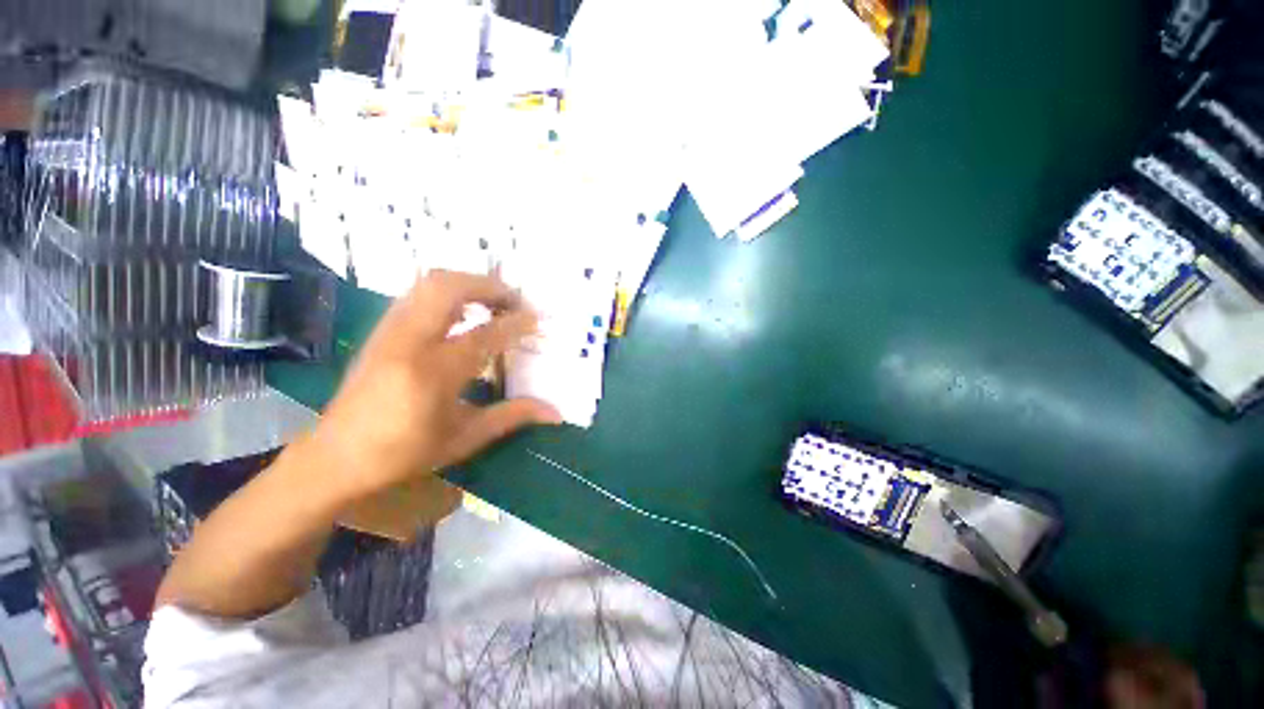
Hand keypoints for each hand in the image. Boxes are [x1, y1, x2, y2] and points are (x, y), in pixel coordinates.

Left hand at [302, 270, 561, 501]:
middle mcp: (409, 342)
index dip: (516, 323)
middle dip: (490, 287)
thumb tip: (556, 412)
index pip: (485, 334)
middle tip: (515, 301)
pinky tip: (461, 312)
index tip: (537, 319)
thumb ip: (512, 417)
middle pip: (450, 288)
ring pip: (429, 284)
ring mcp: (390, 331)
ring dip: (468, 283)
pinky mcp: (380, 331)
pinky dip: (446, 292)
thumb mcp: (464, 439)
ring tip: (492, 301)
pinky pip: (417, 294)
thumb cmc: (404, 453)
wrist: (335, 457)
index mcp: (433, 373)